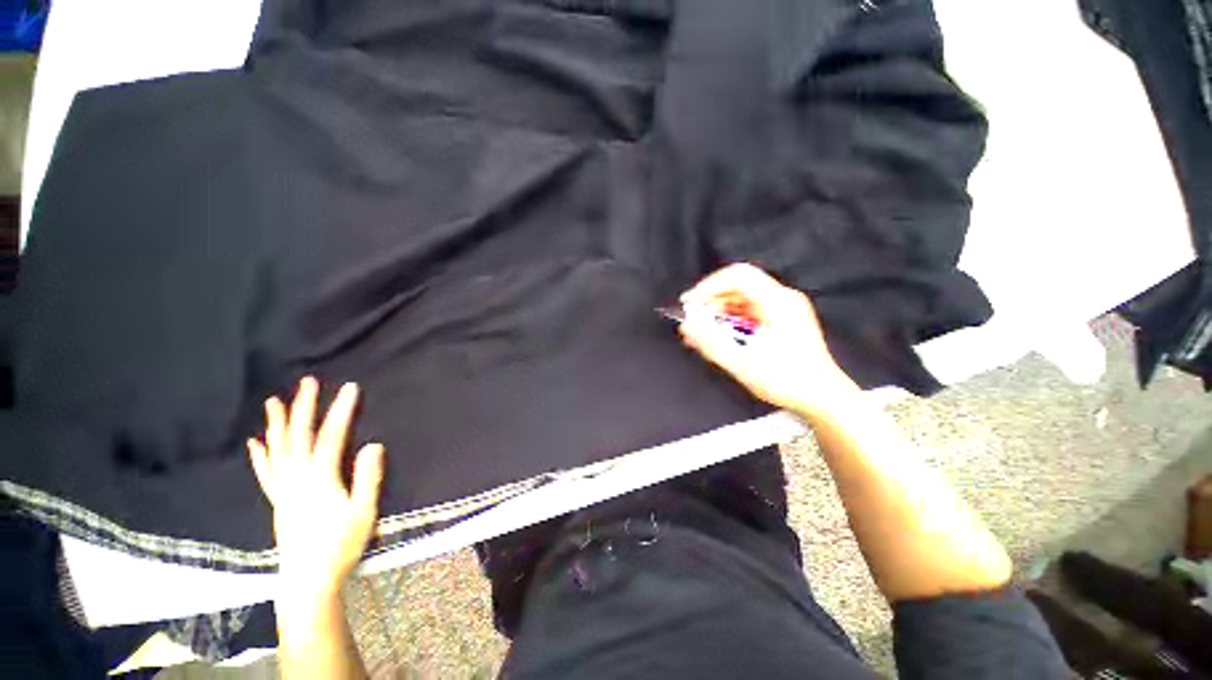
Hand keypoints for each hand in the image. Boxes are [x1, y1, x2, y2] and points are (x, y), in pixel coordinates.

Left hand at [247, 377, 384, 596]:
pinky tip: (255, 443)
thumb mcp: (363, 511)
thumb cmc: (341, 545)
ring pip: (277, 450)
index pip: (331, 436)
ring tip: (274, 402)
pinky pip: (265, 473)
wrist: (308, 580)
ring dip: (277, 424)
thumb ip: (368, 476)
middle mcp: (296, 478)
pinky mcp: (277, 501)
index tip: (351, 388)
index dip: (341, 411)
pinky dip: (260, 455)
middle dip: (304, 407)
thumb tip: (373, 444)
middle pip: (298, 436)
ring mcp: (283, 489)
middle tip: (307, 383)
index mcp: (319, 478)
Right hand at [678, 263, 859, 420]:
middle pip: (737, 287)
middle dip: (710, 302)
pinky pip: (748, 311)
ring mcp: (783, 308)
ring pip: (741, 299)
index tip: (690, 304)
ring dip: (718, 312)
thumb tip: (687, 326)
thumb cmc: (787, 381)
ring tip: (701, 333)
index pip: (738, 276)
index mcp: (778, 302)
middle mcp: (782, 298)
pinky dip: (730, 320)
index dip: (709, 286)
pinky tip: (718, 336)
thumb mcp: (743, 363)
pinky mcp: (781, 319)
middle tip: (692, 323)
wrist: (823, 397)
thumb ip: (711, 343)